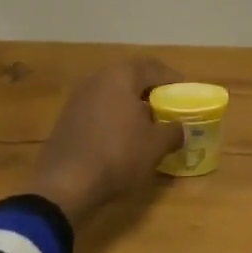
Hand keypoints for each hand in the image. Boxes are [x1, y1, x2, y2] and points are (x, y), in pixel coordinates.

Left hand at [23, 59, 184, 223]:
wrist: (65, 184)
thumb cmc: (117, 155)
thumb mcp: (155, 146)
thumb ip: (173, 132)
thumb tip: (181, 129)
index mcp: (121, 76)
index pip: (153, 68)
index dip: (173, 79)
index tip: (185, 92)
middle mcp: (98, 79)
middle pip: (131, 78)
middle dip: (151, 92)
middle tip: (167, 107)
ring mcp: (78, 98)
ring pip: (113, 94)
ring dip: (131, 105)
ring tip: (146, 125)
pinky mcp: (66, 118)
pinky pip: (98, 109)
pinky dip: (113, 117)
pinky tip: (121, 138)